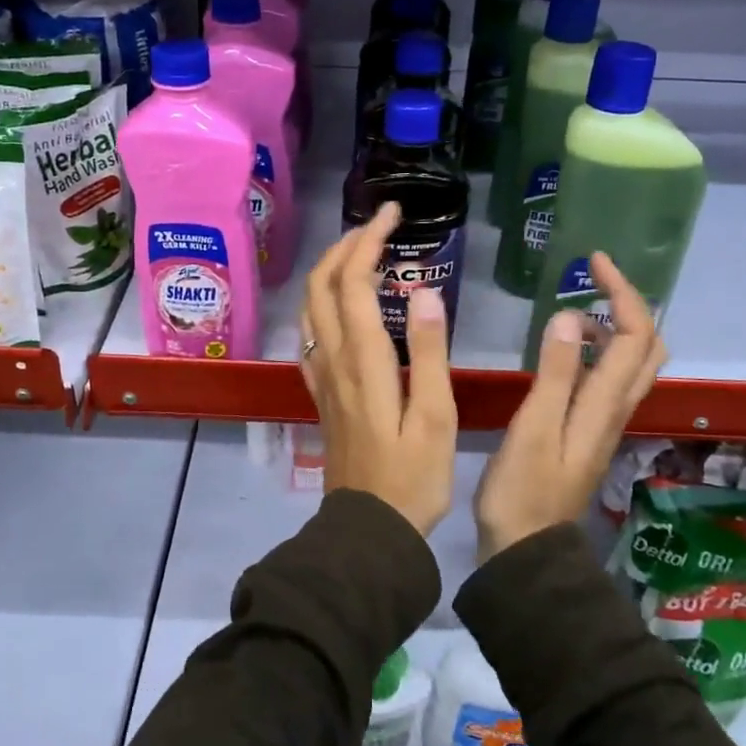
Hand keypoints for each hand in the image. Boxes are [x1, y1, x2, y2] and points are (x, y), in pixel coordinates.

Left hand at [300, 202, 457, 536]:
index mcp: (363, 361)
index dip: (369, 241)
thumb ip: (430, 353)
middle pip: (320, 286)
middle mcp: (333, 360)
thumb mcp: (435, 417)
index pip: (353, 283)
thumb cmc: (412, 478)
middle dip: (345, 245)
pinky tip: (341, 306)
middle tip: (379, 227)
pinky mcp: (319, 394)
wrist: (368, 530)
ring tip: (363, 255)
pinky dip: (322, 304)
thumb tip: (424, 292)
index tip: (394, 215)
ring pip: (310, 307)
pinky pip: (309, 335)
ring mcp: (320, 377)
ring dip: (330, 271)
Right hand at [476, 252, 666, 560]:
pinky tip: (568, 353)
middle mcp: (615, 409)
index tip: (594, 262)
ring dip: (617, 328)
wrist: (527, 550)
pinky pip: (612, 381)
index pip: (635, 335)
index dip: (622, 292)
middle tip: (594, 282)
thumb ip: (556, 373)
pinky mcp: (590, 432)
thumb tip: (575, 317)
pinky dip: (602, 353)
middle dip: (629, 305)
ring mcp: (605, 423)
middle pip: (648, 348)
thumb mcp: (535, 427)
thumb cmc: (523, 489)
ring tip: (578, 311)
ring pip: (633, 365)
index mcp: (605, 403)